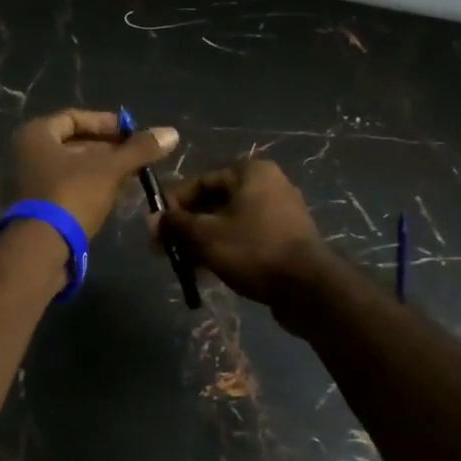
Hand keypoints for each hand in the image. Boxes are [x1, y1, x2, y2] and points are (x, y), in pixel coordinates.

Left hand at [11, 109, 178, 237]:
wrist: (43, 249)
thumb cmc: (72, 195)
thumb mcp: (110, 169)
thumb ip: (139, 149)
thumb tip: (172, 133)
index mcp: (37, 135)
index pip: (75, 118)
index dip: (107, 123)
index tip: (133, 133)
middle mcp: (29, 154)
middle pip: (75, 144)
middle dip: (109, 149)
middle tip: (138, 155)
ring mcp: (32, 182)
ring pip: (75, 168)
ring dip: (104, 169)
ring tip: (135, 174)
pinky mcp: (41, 207)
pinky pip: (71, 187)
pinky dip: (93, 187)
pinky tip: (119, 193)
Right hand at [157, 159, 332, 310]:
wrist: (308, 288)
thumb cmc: (254, 250)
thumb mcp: (206, 236)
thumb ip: (176, 225)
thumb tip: (152, 220)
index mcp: (250, 172)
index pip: (200, 181)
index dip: (173, 204)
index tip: (155, 228)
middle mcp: (268, 185)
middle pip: (215, 202)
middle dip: (187, 226)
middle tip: (165, 250)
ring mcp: (280, 212)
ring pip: (230, 222)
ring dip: (204, 241)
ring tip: (184, 266)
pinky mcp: (286, 239)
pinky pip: (247, 238)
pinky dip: (226, 250)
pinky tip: (208, 272)